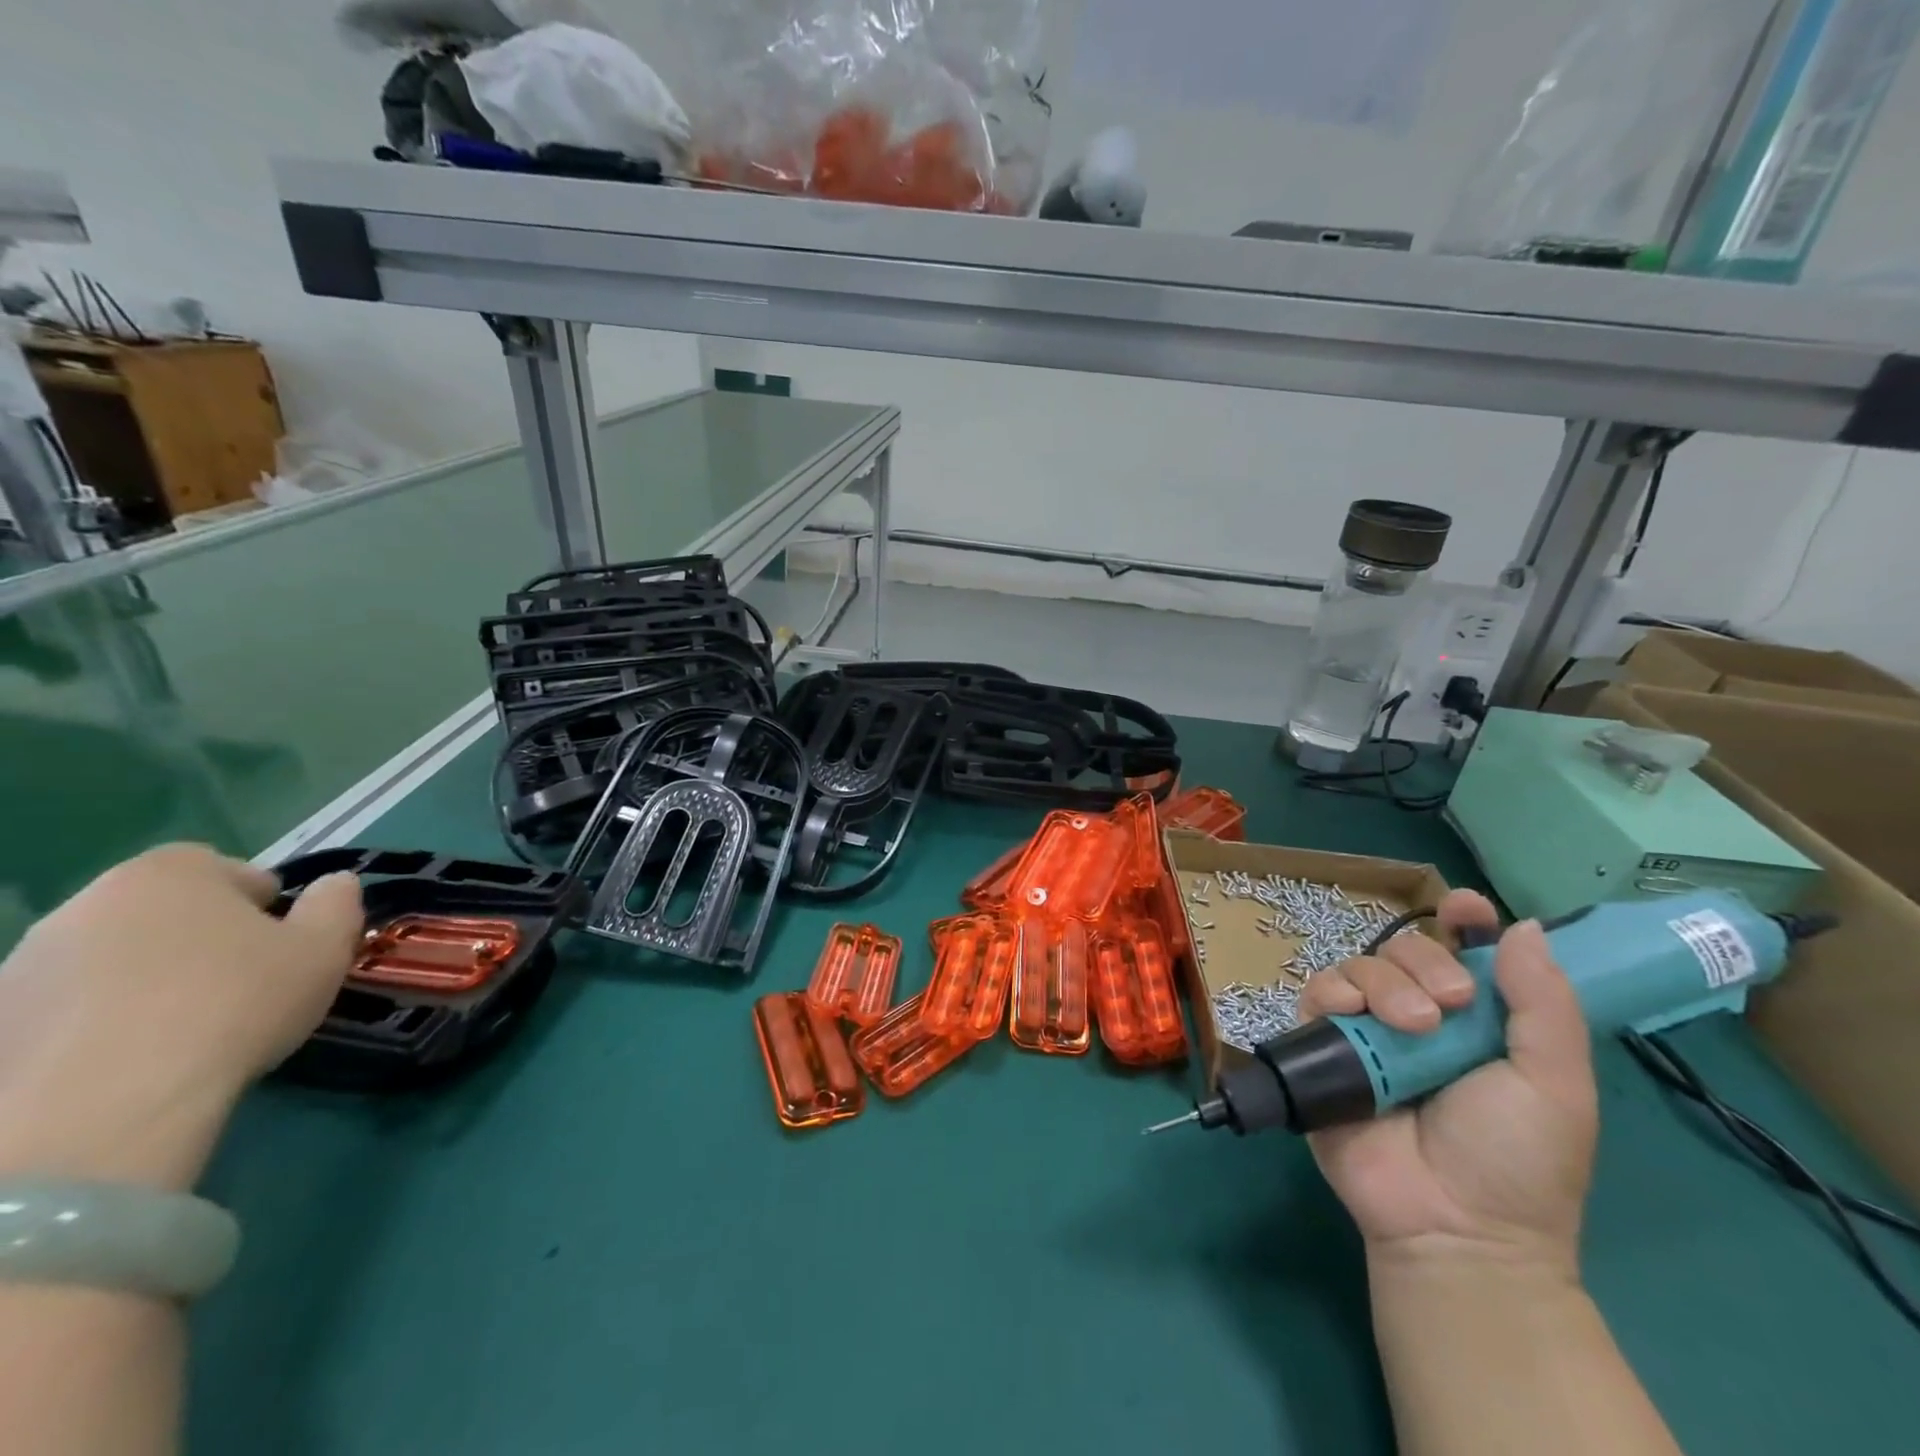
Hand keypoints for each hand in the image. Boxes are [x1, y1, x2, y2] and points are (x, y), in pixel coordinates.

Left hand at [0, 844, 362, 1189]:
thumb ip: (337, 904)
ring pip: (109, 960)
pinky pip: (65, 1011)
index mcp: (168, 873)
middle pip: (161, 911)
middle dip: (196, 939)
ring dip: (143, 981)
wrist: (108, 1107)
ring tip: (180, 1032)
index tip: (279, 943)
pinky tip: (128, 1062)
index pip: (224, 867)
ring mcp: (24, 967)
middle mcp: (85, 903)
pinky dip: (95, 1025)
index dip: (259, 902)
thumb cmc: (236, 1003)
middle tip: (236, 986)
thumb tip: (334, 885)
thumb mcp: (325, 948)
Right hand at [1299, 889, 1596, 1278]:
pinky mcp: (1324, 1047)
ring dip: (1383, 983)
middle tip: (1448, 1006)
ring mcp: (1369, 1030)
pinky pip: (1316, 995)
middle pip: (1405, 947)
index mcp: (1478, 1019)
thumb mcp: (1554, 1083)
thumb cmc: (1518, 1158)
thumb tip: (1524, 926)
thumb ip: (1543, 1004)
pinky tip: (1350, 1015)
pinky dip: (1331, 994)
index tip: (1462, 905)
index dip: (1462, 919)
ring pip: (1359, 965)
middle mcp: (1420, 1014)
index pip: (1464, 949)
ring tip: (1409, 1029)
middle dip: (1424, 961)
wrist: (1454, 1225)